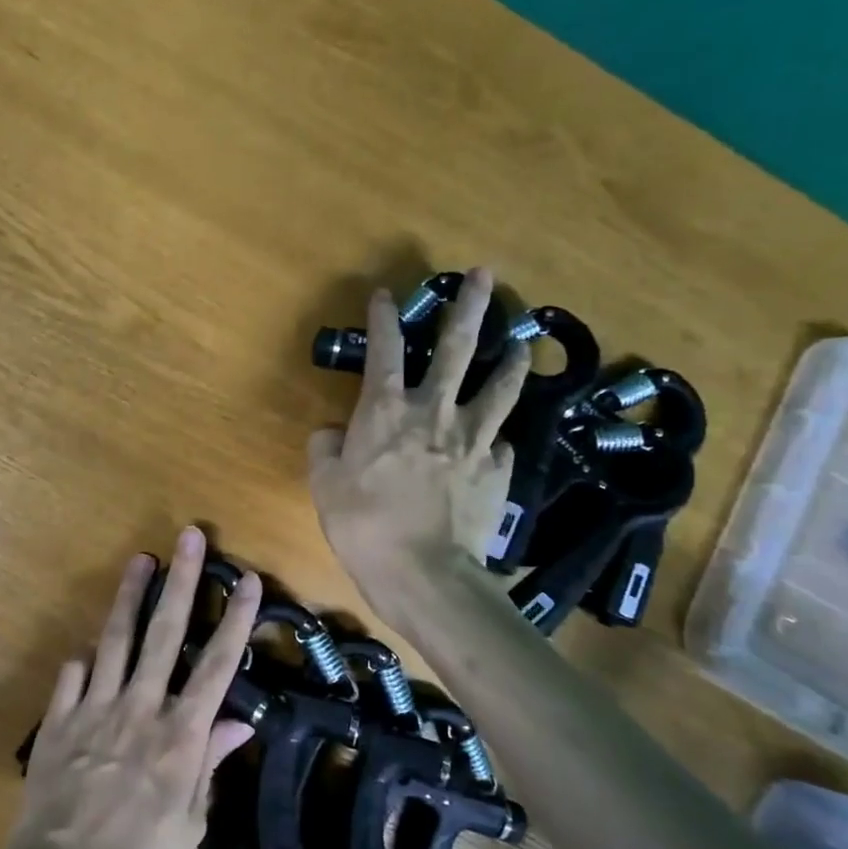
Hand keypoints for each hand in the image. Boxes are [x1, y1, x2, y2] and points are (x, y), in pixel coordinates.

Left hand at [0, 527, 262, 848]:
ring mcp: (94, 709)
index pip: (216, 666)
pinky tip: (88, 648)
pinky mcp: (58, 721)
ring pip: (115, 639)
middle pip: (165, 633)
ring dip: (129, 596)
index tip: (248, 580)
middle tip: (189, 537)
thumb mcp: (188, 824)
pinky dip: (83, 659)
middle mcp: (139, 709)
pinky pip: (72, 676)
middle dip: (181, 582)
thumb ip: (209, 765)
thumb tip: (236, 722)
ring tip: (140, 560)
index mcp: (179, 736)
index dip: (235, 620)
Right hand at [307, 270, 529, 618]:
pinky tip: (501, 441)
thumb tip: (332, 432)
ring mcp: (472, 440)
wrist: (423, 572)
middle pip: (457, 349)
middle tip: (487, 276)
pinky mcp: (497, 472)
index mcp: (385, 411)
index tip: (385, 294)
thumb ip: (326, 449)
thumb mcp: (324, 485)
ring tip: (523, 343)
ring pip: (498, 389)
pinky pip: (501, 446)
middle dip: (471, 308)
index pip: (384, 351)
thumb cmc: (363, 524)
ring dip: (510, 362)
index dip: (383, 319)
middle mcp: (434, 413)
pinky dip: (500, 439)